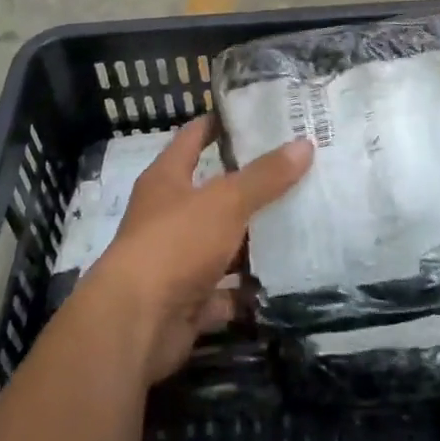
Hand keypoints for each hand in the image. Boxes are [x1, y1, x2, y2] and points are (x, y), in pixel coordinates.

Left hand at [87, 116, 311, 384]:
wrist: (135, 324)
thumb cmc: (175, 243)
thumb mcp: (226, 201)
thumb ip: (264, 176)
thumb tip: (304, 144)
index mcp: (166, 179)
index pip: (193, 138)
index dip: (219, 124)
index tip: (254, 115)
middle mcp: (167, 216)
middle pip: (212, 193)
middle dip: (249, 186)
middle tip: (295, 171)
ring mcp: (175, 261)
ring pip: (220, 244)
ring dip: (251, 241)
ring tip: (299, 224)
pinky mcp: (185, 302)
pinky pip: (224, 292)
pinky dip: (246, 291)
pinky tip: (282, 282)